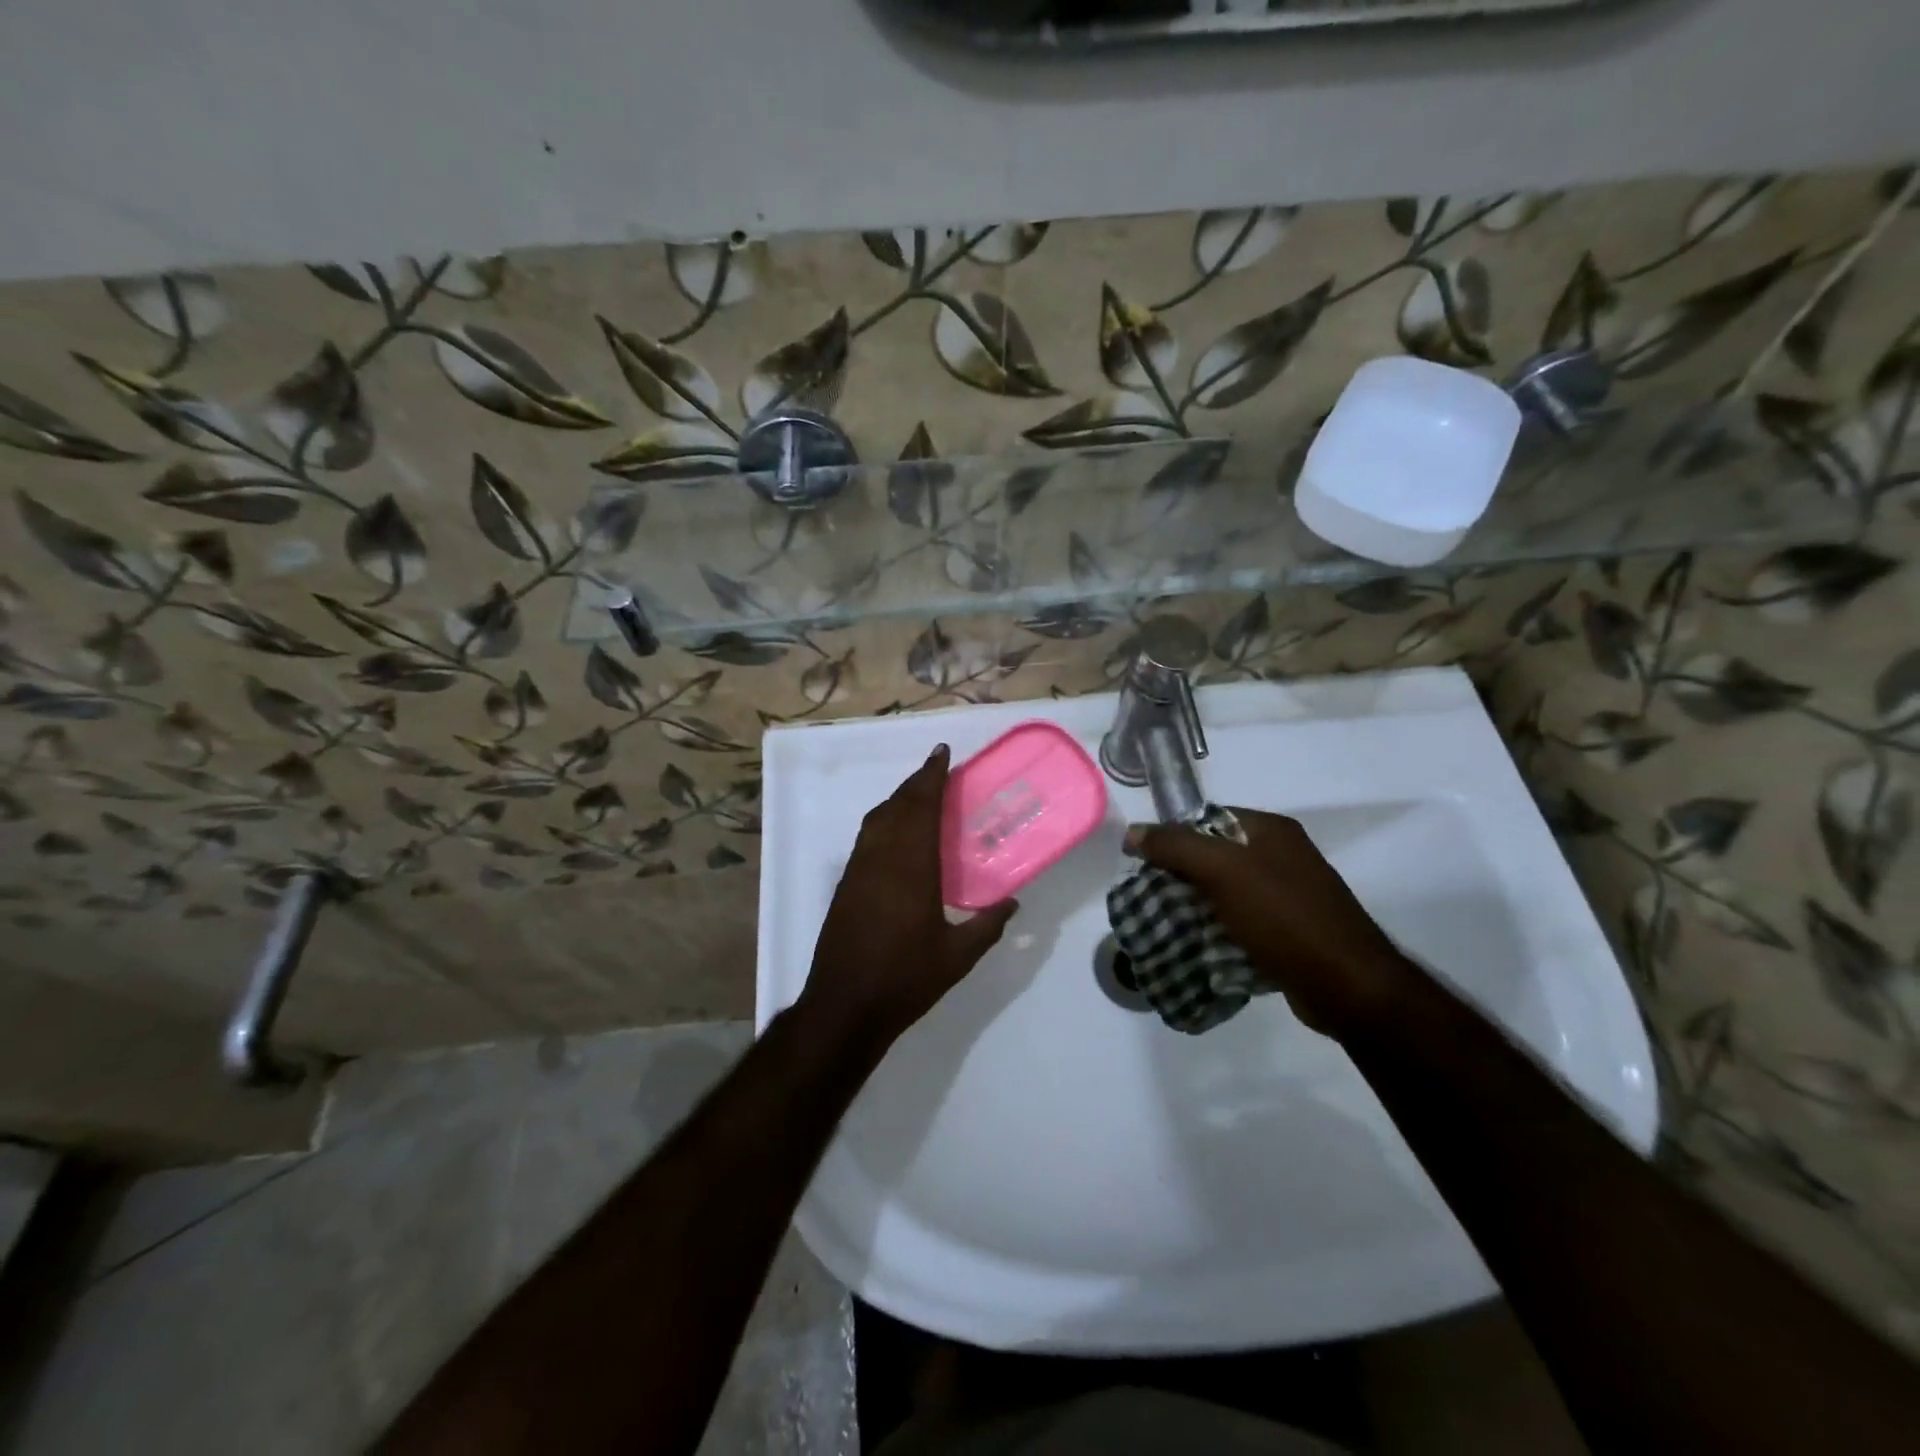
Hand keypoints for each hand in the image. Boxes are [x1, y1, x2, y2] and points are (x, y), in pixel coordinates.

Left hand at [801, 745, 1017, 1051]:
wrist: (844, 1006)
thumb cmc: (905, 980)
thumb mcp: (957, 957)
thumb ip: (987, 926)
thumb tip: (1011, 902)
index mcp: (911, 868)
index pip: (922, 809)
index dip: (931, 778)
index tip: (942, 754)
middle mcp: (882, 859)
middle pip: (898, 806)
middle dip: (917, 782)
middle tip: (937, 767)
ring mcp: (859, 870)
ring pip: (877, 819)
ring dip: (898, 799)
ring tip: (920, 793)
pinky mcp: (846, 885)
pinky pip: (867, 837)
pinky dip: (884, 821)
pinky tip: (897, 833)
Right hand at [1126, 809, 1418, 1039]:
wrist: (1348, 986)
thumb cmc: (1284, 917)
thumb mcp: (1223, 872)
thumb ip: (1176, 846)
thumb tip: (1134, 832)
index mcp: (1270, 830)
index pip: (1206, 818)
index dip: (1172, 836)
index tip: (1143, 863)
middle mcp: (1281, 856)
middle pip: (1213, 856)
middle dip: (1179, 875)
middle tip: (1148, 897)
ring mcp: (1288, 895)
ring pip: (1224, 892)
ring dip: (1195, 906)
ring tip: (1164, 924)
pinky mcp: (1289, 932)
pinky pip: (1240, 922)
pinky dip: (1217, 931)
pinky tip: (1196, 946)